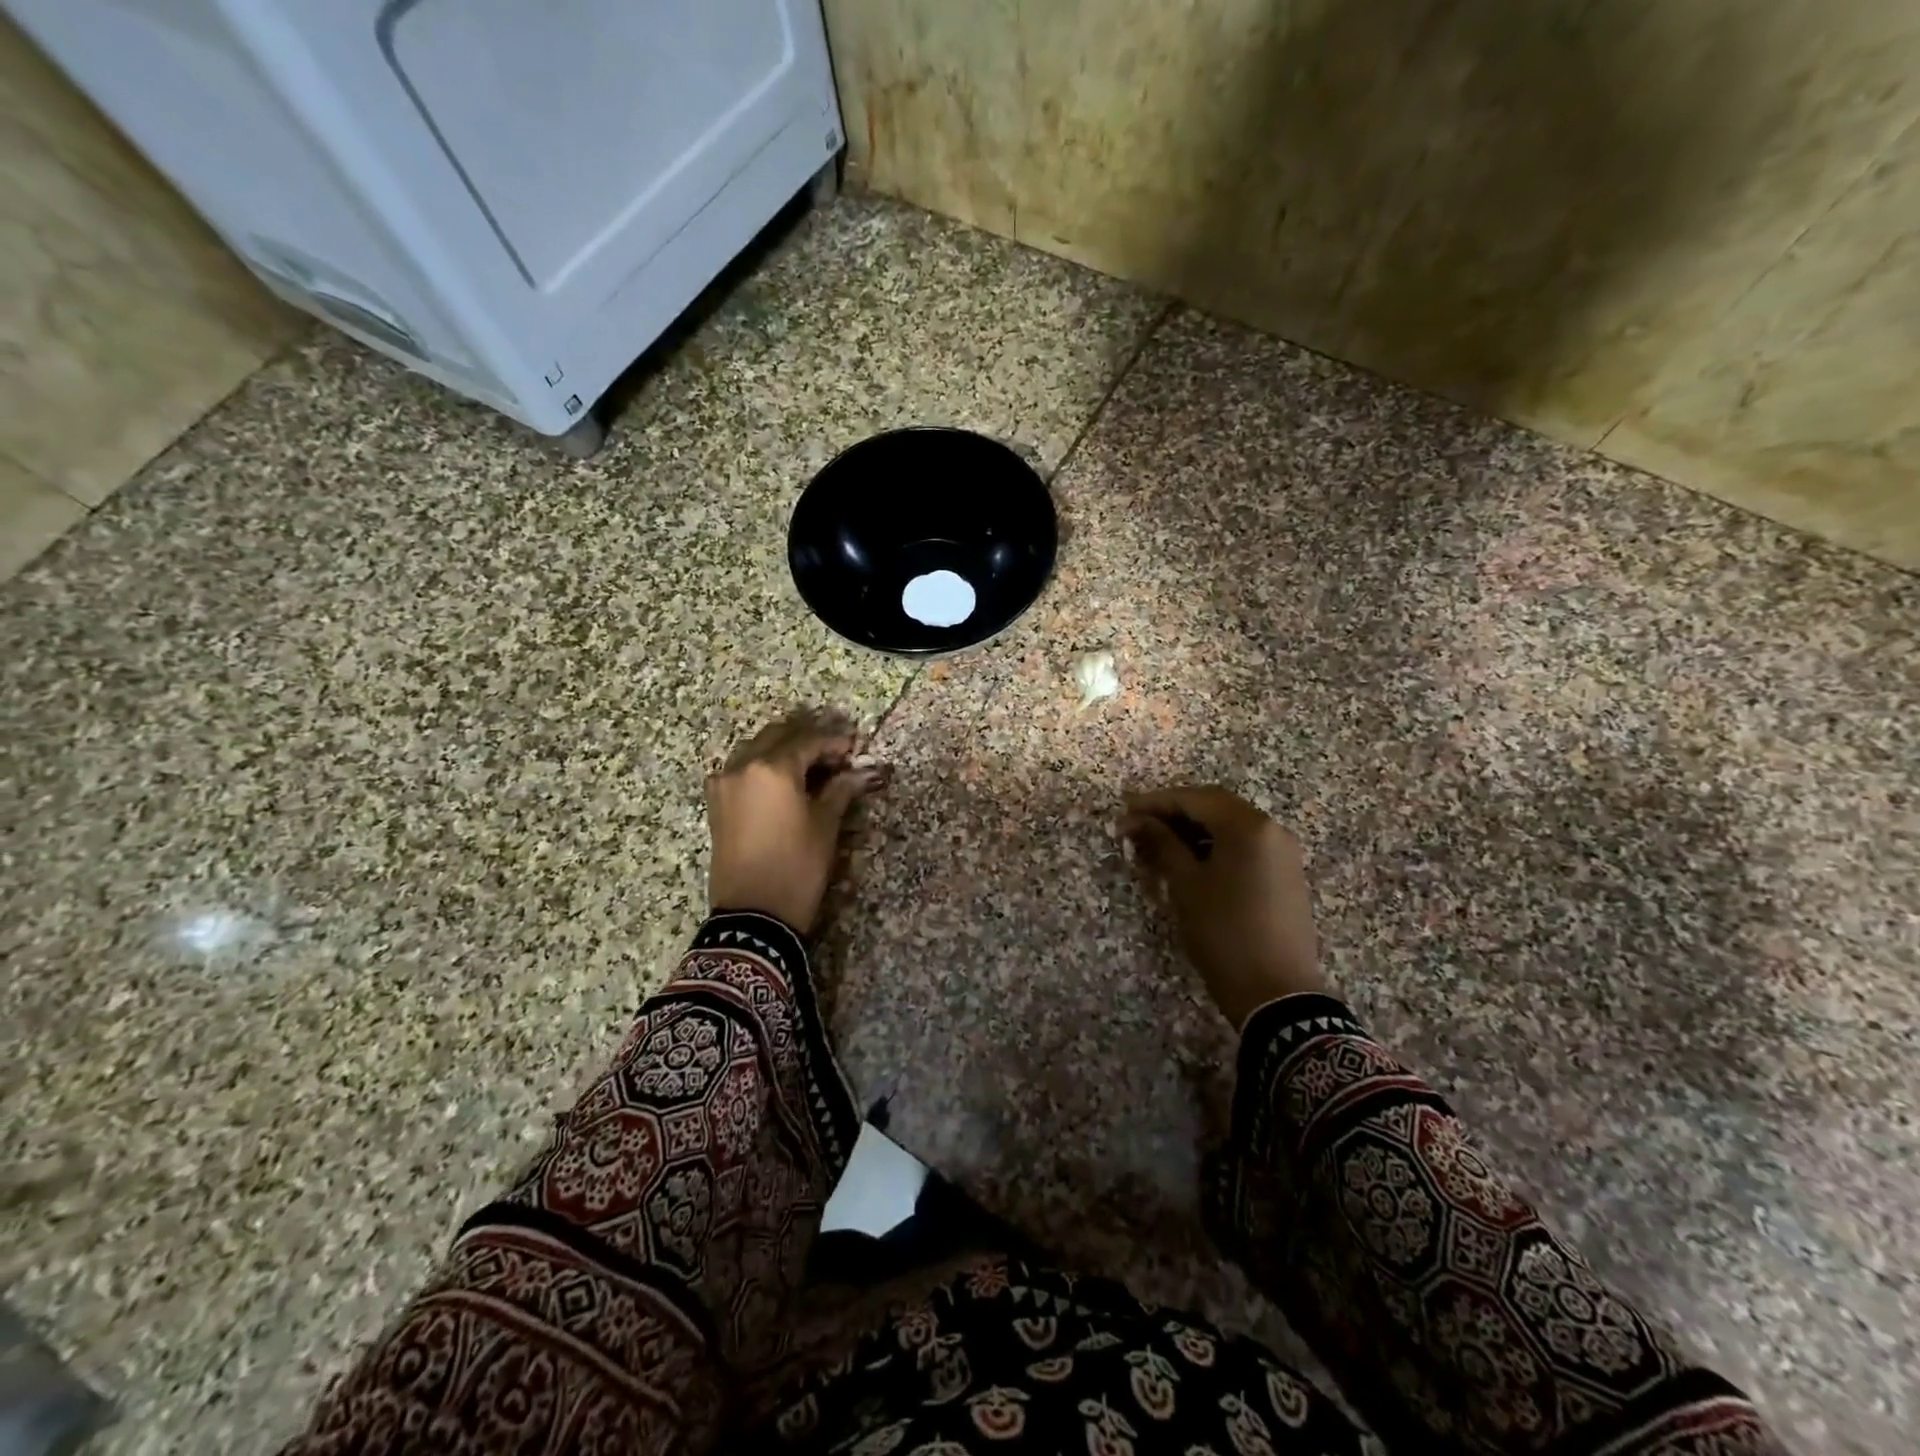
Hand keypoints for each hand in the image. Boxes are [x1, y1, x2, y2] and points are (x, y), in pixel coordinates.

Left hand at [706, 709, 887, 933]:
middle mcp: (743, 766)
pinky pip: (740, 770)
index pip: (808, 741)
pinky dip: (762, 767)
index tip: (854, 749)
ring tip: (810, 767)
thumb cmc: (797, 866)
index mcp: (773, 768)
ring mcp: (724, 783)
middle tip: (834, 756)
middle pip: (778, 736)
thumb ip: (840, 790)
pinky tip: (782, 782)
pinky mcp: (716, 803)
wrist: (752, 914)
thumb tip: (861, 772)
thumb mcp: (825, 825)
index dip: (834, 743)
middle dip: (806, 740)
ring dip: (782, 750)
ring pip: (755, 750)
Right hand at [1122, 786, 1322, 1029]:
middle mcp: (1271, 830)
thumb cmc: (1224, 932)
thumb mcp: (1185, 885)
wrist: (1277, 994)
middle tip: (1138, 827)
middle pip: (1215, 807)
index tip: (1124, 811)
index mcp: (1249, 826)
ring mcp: (1283, 853)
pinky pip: (1244, 847)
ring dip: (1192, 832)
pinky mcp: (1285, 875)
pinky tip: (1188, 863)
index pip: (1195, 798)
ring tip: (1157, 847)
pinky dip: (1214, 848)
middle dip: (1174, 814)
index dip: (1156, 802)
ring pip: (1229, 828)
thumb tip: (1137, 820)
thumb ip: (1162, 843)